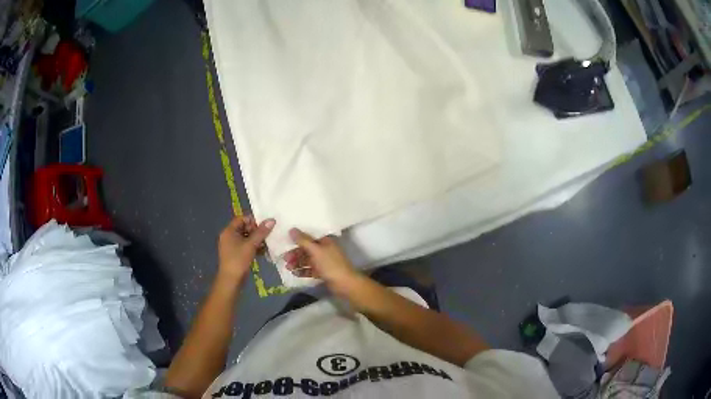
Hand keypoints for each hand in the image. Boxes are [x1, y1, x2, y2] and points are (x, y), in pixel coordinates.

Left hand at [217, 215, 274, 284]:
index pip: (242, 219)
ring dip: (257, 240)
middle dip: (257, 231)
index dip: (253, 220)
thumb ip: (261, 232)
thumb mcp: (251, 244)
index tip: (265, 225)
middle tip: (268, 234)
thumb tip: (272, 220)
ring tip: (268, 243)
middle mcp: (229, 236)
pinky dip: (254, 247)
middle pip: (245, 228)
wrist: (231, 280)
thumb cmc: (239, 259)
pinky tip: (264, 251)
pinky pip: (246, 246)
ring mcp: (232, 246)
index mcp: (229, 231)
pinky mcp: (236, 254)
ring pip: (246, 238)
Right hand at [284, 229, 358, 290]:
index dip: (298, 238)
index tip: (286, 241)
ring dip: (297, 262)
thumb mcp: (316, 251)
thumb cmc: (331, 265)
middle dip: (295, 253)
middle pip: (307, 249)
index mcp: (325, 241)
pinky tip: (295, 273)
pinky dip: (303, 271)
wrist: (345, 284)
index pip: (309, 236)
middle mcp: (325, 250)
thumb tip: (292, 229)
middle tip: (285, 258)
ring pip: (307, 260)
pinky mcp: (323, 273)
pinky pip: (310, 270)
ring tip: (288, 267)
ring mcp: (324, 262)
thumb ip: (303, 240)